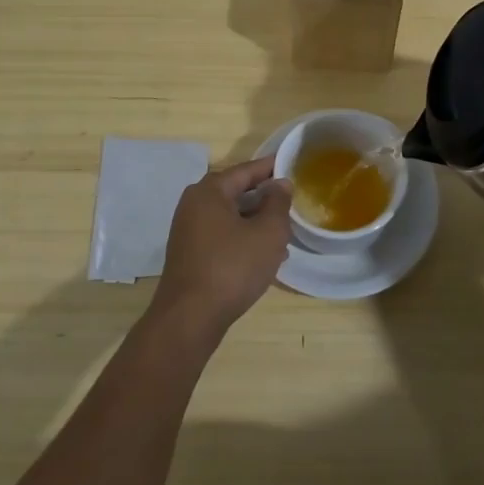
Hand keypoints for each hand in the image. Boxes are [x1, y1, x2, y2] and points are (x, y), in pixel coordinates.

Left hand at [149, 156, 292, 339]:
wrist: (190, 318)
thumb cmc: (232, 267)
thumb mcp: (268, 233)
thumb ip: (278, 203)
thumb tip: (280, 184)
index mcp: (210, 191)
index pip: (247, 170)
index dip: (272, 167)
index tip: (294, 166)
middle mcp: (194, 204)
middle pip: (237, 192)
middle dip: (266, 199)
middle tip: (293, 204)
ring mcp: (189, 231)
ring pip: (231, 217)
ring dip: (257, 222)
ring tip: (285, 233)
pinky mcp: (190, 254)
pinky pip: (223, 236)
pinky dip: (243, 239)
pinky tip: (265, 256)